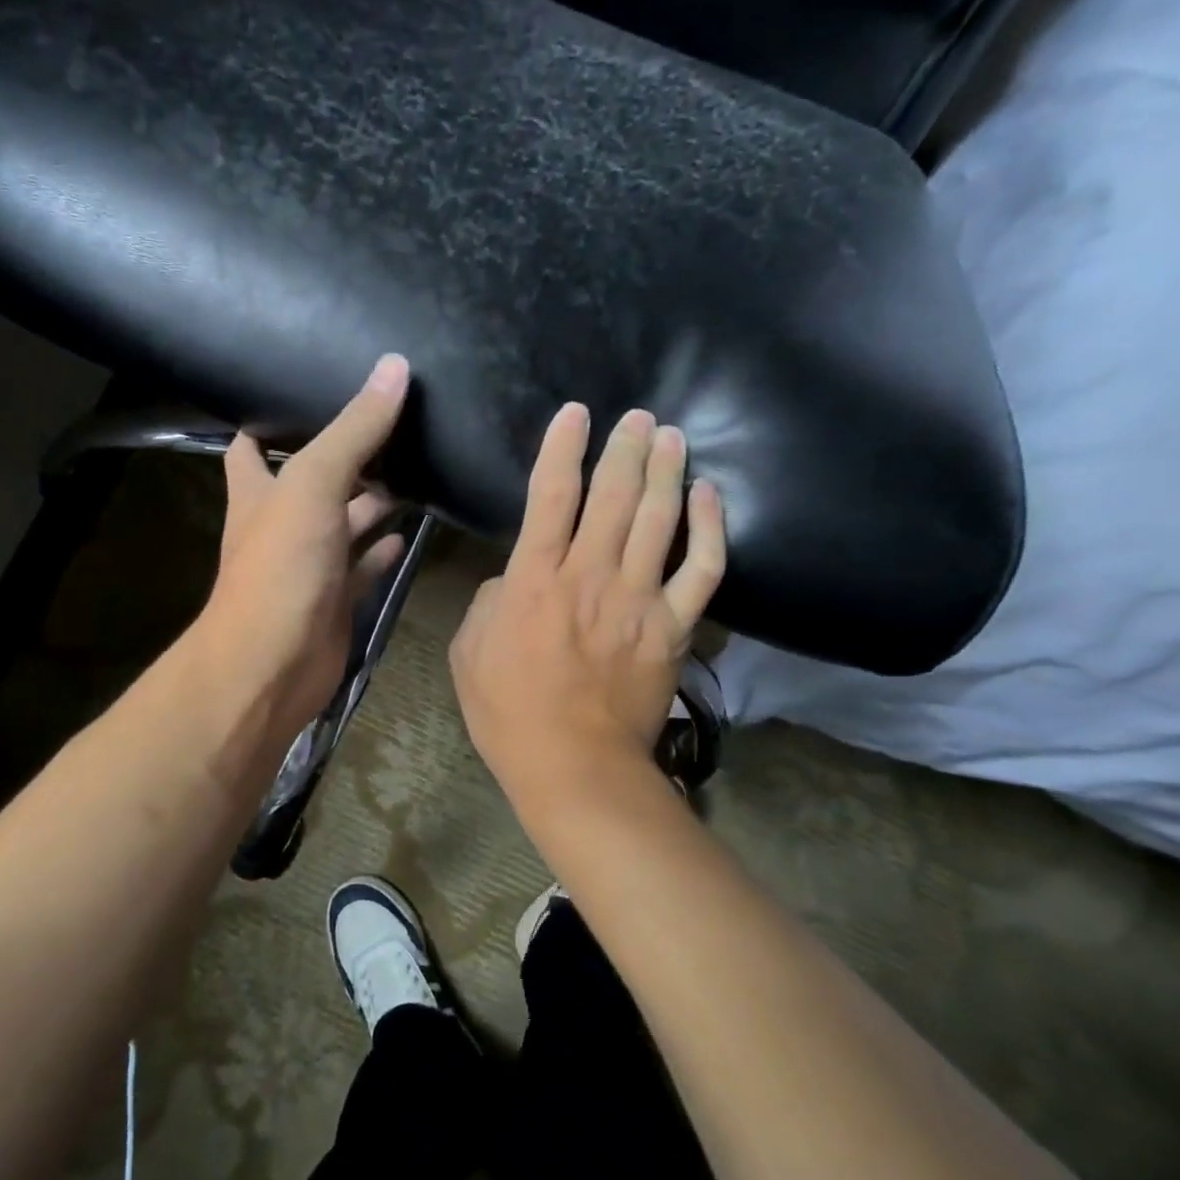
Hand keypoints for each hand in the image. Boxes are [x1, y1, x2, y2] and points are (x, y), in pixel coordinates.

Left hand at [196, 355, 411, 739]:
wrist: (273, 666)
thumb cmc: (280, 567)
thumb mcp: (313, 485)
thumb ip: (354, 430)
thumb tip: (394, 367)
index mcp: (258, 490)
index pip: (253, 443)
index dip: (273, 418)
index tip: (313, 390)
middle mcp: (280, 523)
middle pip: (312, 479)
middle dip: (345, 456)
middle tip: (392, 424)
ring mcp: (309, 563)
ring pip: (344, 522)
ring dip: (372, 502)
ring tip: (416, 468)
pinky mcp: (336, 597)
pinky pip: (363, 566)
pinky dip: (382, 550)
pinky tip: (408, 533)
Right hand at [449, 403, 725, 802]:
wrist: (574, 765)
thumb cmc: (509, 711)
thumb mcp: (469, 650)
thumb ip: (489, 600)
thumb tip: (514, 578)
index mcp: (535, 578)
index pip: (550, 495)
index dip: (562, 447)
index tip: (576, 413)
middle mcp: (590, 575)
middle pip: (613, 496)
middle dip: (625, 448)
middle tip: (640, 416)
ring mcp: (638, 599)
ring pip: (659, 519)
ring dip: (666, 471)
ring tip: (672, 436)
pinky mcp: (672, 627)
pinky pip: (702, 569)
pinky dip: (711, 528)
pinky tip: (710, 494)